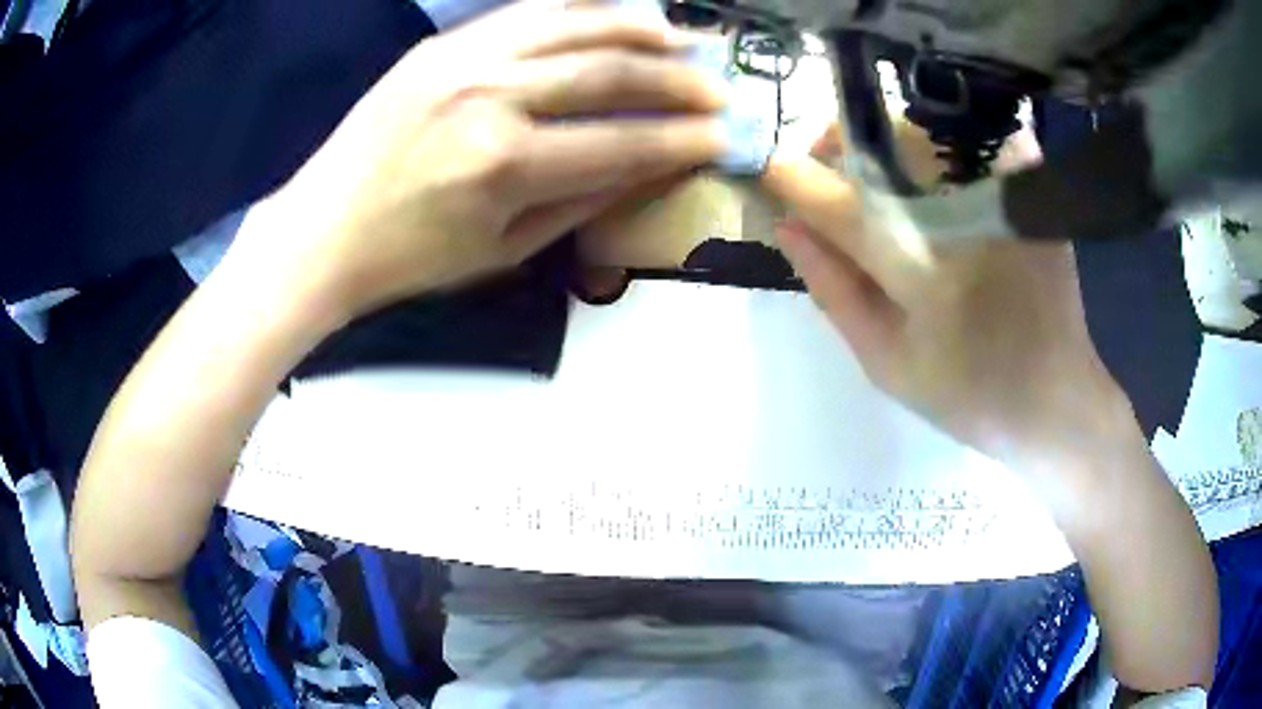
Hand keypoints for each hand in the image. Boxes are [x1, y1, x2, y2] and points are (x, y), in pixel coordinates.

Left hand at [234, 2, 726, 323]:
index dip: (683, 139)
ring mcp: (464, 60)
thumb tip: (649, 166)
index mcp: (507, 164)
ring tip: (681, 38)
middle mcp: (492, 97)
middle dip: (678, 80)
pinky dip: (578, 10)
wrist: (323, 229)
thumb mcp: (504, 249)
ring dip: (638, 30)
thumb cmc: (410, 257)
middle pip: (609, 73)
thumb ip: (582, 200)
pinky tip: (611, 14)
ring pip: (574, 26)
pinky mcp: (442, 45)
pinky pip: (526, 13)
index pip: (623, 143)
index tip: (726, 136)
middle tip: (719, 87)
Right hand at [761, 124, 1140, 500]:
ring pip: (925, 129)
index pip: (843, 205)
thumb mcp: (888, 364)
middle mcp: (969, 220)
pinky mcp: (1030, 194)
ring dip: (885, 141)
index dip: (794, 180)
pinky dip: (942, 141)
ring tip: (875, 175)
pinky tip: (932, 172)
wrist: (1057, 400)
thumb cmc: (970, 396)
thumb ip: (834, 292)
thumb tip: (786, 227)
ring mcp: (1005, 198)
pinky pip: (977, 136)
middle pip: (886, 141)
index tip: (762, 167)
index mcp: (927, 275)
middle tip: (823, 171)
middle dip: (837, 143)